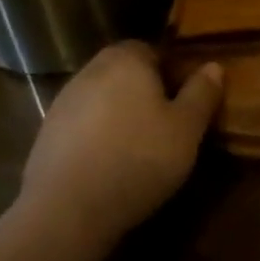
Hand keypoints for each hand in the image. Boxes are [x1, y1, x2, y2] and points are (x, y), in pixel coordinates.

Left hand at [18, 42, 222, 245]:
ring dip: (120, 115)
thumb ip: (202, 93)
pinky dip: (98, 137)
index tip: (186, 99)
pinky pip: (83, 126)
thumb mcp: (187, 128)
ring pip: (103, 99)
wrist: (66, 211)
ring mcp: (62, 103)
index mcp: (126, 60)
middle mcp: (90, 71)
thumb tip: (213, 67)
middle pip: (125, 72)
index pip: (152, 49)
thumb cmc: (138, 159)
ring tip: (140, 148)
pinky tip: (110, 165)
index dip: (171, 71)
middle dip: (146, 92)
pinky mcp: (45, 136)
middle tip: (168, 123)